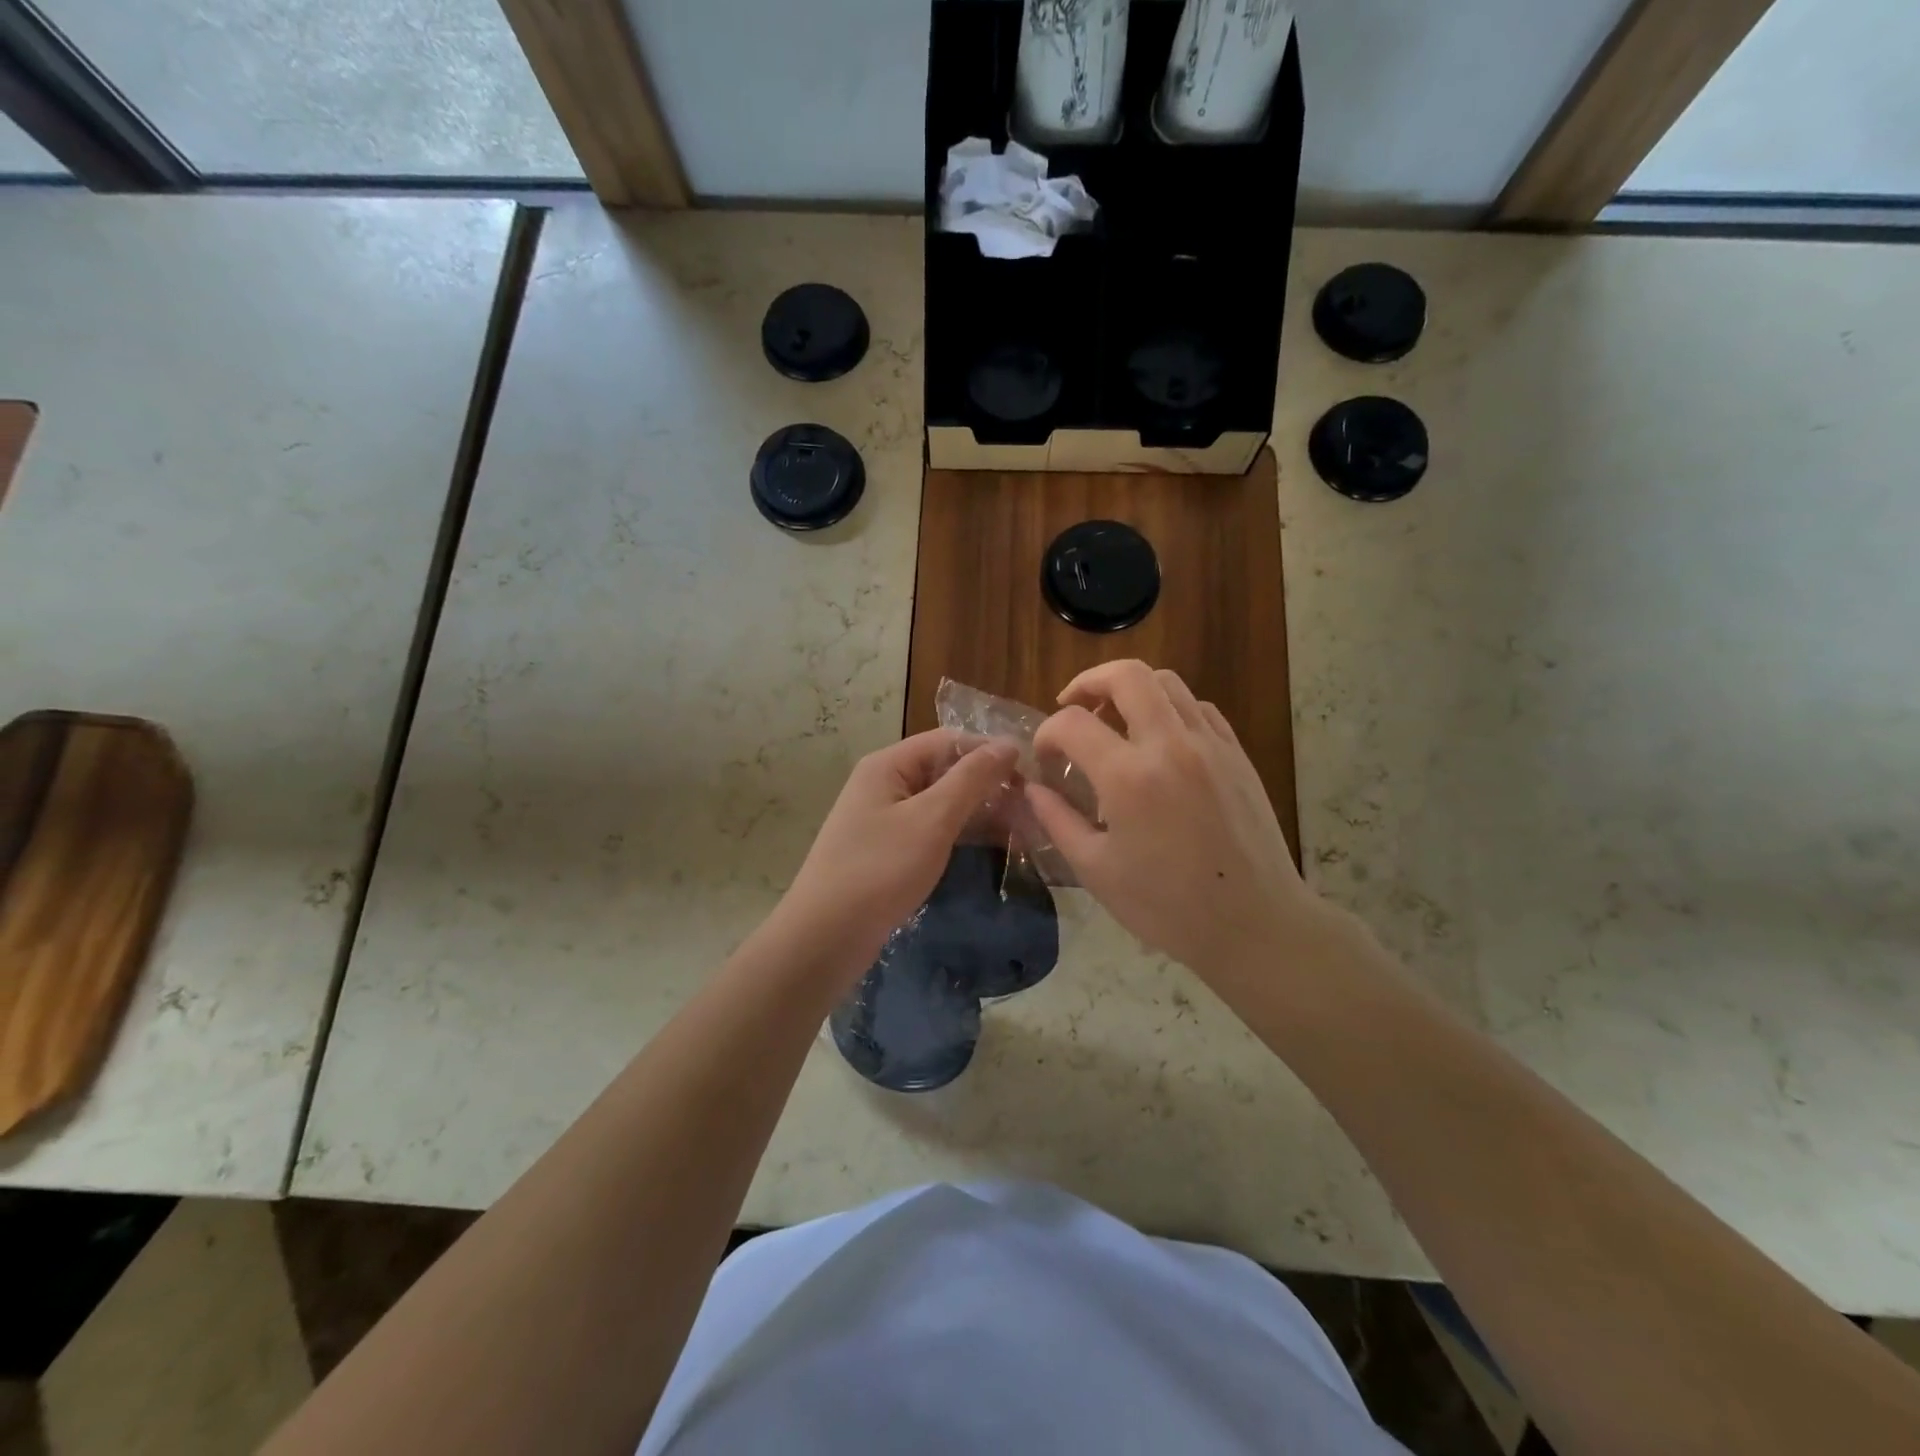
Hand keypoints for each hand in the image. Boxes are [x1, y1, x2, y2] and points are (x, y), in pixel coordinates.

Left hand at [776, 730, 1019, 982]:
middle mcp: (885, 784)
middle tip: (1036, 807)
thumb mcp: (932, 820)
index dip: (990, 751)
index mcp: (888, 764)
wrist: (825, 937)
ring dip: (982, 812)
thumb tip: (1008, 744)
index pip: (949, 740)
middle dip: (990, 785)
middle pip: (946, 770)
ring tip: (1026, 828)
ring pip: (943, 803)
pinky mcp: (889, 851)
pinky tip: (996, 846)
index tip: (1033, 774)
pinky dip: (963, 834)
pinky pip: (933, 830)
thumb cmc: (880, 870)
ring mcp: (885, 819)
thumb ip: (971, 780)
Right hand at [1026, 660, 1335, 991]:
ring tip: (1114, 720)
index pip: (1072, 724)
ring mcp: (1210, 745)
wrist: (1255, 924)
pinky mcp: (1237, 754)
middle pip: (1126, 675)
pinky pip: (1198, 707)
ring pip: (1166, 682)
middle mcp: (1170, 745)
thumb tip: (1031, 788)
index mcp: (1128, 778)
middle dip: (1088, 682)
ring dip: (1131, 690)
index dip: (1047, 733)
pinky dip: (1170, 709)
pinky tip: (1159, 740)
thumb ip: (1056, 820)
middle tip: (1072, 706)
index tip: (1046, 758)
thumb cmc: (1168, 906)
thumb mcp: (1096, 870)